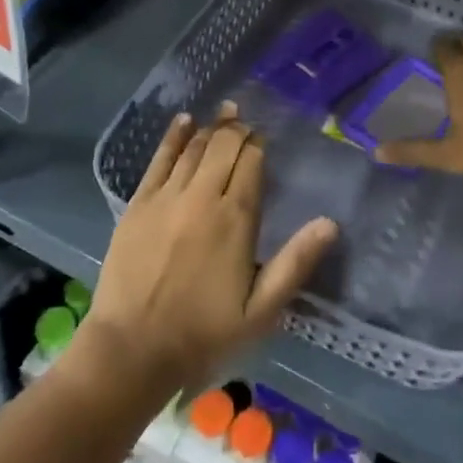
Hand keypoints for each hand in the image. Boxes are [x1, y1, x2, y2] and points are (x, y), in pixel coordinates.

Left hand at [80, 104, 337, 397]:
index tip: (263, 139)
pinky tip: (184, 121)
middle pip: (224, 146)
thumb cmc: (203, 333)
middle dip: (238, 130)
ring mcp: (167, 196)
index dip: (258, 145)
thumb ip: (295, 263)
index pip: (251, 163)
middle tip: (245, 122)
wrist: (132, 349)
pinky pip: (159, 159)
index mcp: (235, 218)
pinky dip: (173, 136)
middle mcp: (202, 196)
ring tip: (225, 112)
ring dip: (212, 127)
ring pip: (194, 147)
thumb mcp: (260, 310)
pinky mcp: (139, 203)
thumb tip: (330, 223)